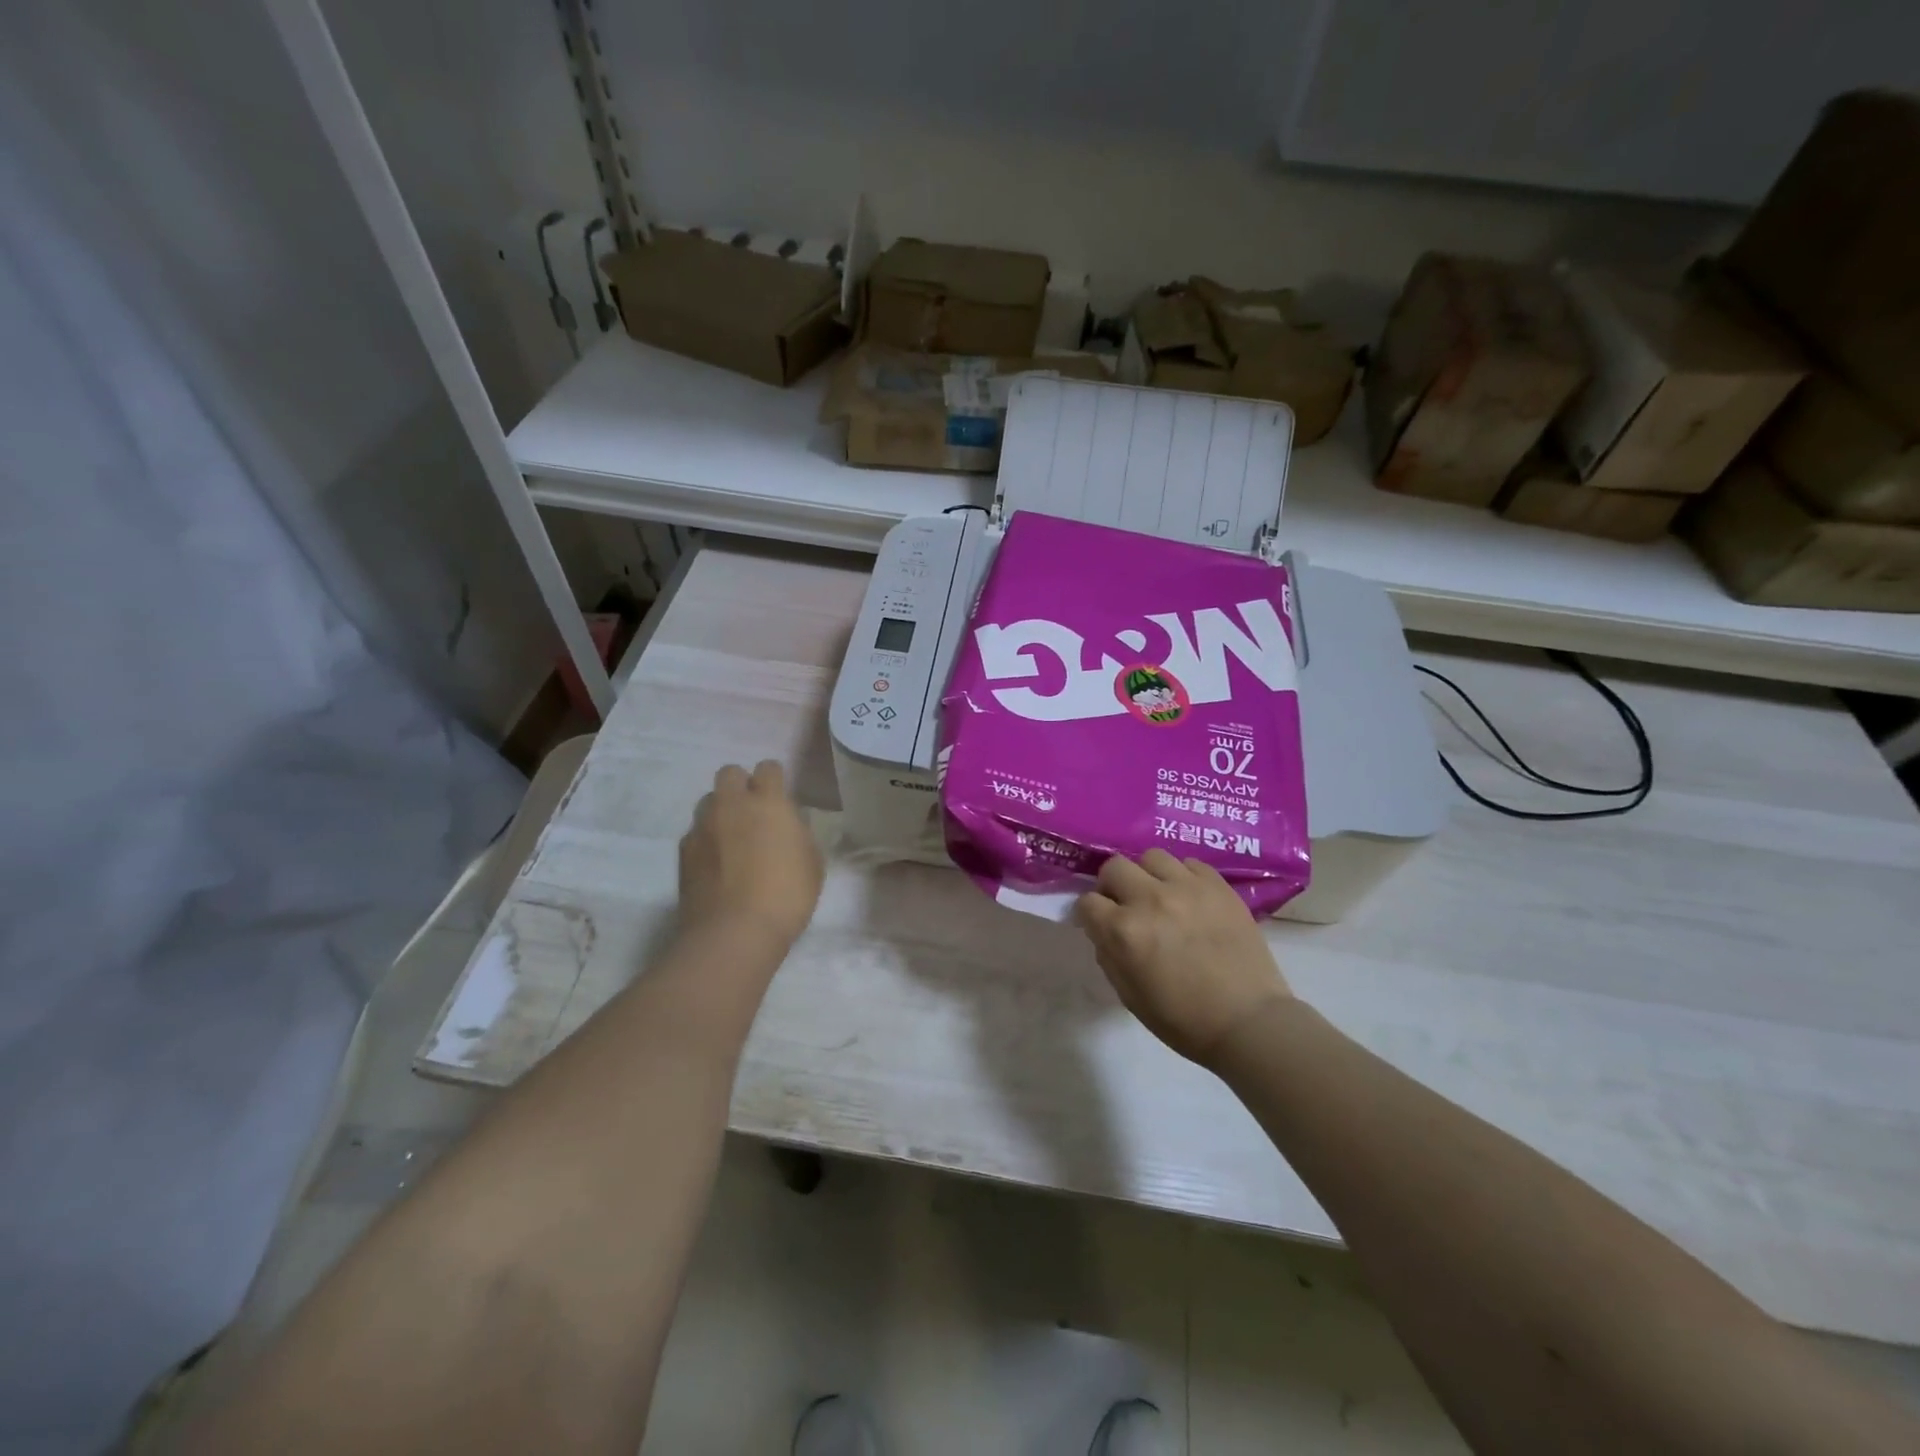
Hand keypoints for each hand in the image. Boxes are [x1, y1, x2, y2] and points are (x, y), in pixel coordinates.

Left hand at [678, 761, 823, 948]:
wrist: (733, 933)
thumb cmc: (786, 896)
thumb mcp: (812, 863)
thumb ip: (799, 834)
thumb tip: (788, 825)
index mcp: (768, 802)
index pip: (768, 767)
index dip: (775, 779)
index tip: (781, 797)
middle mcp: (731, 805)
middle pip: (729, 773)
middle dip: (741, 785)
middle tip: (754, 812)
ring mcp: (702, 826)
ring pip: (709, 801)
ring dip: (721, 810)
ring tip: (732, 837)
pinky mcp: (683, 851)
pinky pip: (696, 832)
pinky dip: (706, 839)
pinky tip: (717, 863)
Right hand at [1076, 850, 1292, 1066]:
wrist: (1248, 1022)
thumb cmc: (1183, 1019)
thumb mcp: (1128, 995)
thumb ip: (1108, 954)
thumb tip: (1102, 929)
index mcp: (1124, 931)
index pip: (1087, 902)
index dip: (1090, 914)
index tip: (1100, 924)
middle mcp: (1150, 899)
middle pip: (1114, 867)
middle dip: (1112, 886)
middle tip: (1126, 905)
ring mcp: (1187, 888)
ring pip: (1152, 857)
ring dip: (1147, 875)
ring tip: (1159, 895)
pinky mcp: (1218, 886)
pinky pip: (1189, 864)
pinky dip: (1182, 876)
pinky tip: (1188, 898)